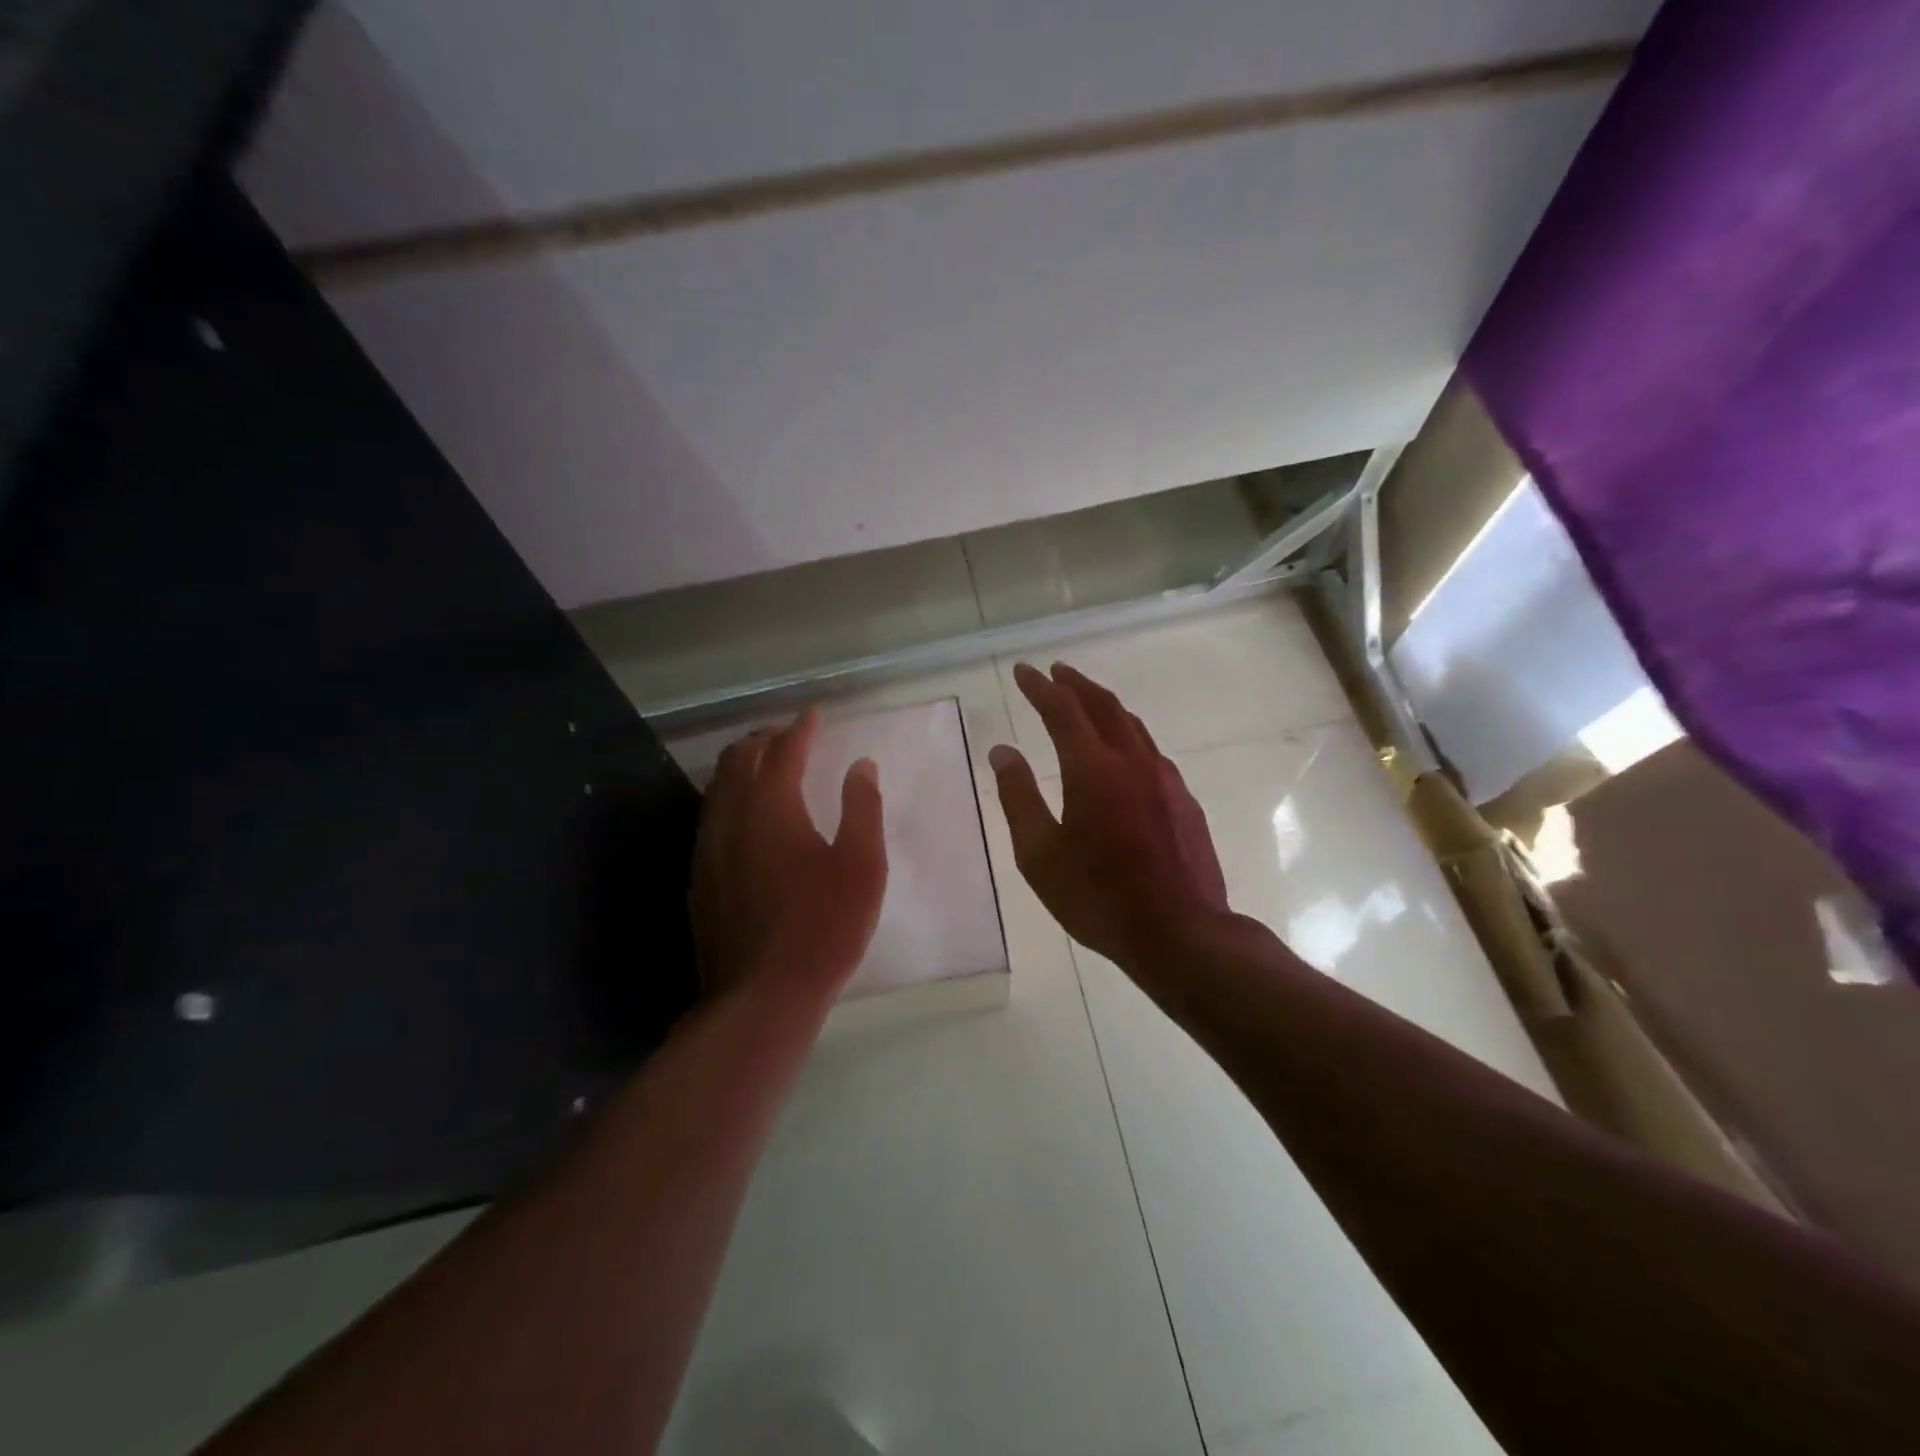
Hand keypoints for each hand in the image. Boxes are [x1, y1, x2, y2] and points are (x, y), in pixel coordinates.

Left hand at [690, 708, 887, 1003]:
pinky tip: (745, 819)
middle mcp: (731, 817)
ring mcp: (708, 849)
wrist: (762, 996)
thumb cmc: (824, 926)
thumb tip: (861, 765)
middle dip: (764, 739)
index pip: (784, 750)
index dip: (801, 728)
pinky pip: (711, 818)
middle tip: (789, 736)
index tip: (814, 714)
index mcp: (772, 806)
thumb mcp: (862, 865)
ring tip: (765, 767)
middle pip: (739, 759)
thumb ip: (862, 808)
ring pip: (718, 788)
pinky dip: (729, 799)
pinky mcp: (699, 878)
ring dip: (741, 767)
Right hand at [990, 662, 1229, 969]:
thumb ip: (1019, 797)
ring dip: (1104, 705)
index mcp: (1092, 770)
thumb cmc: (1099, 899)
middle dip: (1075, 684)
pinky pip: (1150, 750)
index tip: (1023, 671)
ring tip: (1085, 700)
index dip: (1040, 687)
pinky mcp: (1184, 799)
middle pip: (1103, 706)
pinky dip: (1127, 734)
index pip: (1062, 710)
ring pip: (1132, 725)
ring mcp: (1165, 779)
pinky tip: (1121, 750)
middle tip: (1055, 672)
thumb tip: (1003, 751)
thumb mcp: (1040, 855)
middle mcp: (1132, 761)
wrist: (1182, 933)